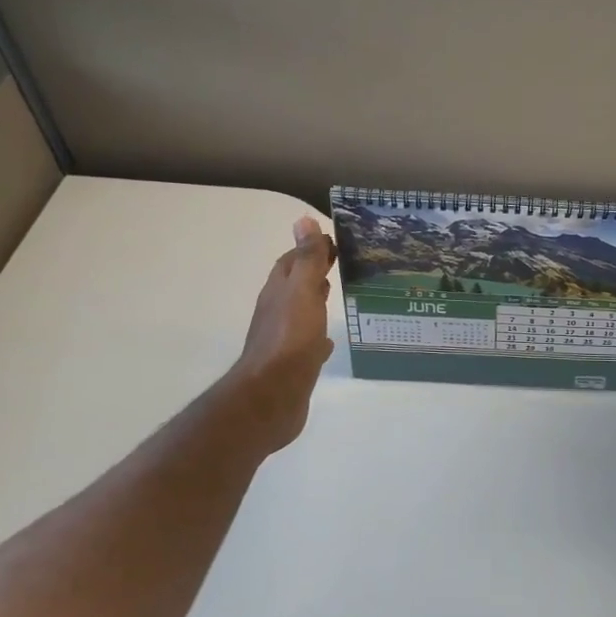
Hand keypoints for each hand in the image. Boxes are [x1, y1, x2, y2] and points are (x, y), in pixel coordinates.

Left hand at [218, 216, 336, 455]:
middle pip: (295, 284)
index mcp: (279, 291)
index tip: (336, 241)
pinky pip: (308, 341)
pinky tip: (330, 339)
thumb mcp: (302, 291)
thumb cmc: (290, 339)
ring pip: (302, 311)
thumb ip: (306, 259)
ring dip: (316, 300)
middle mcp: (277, 311)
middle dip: (314, 271)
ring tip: (339, 293)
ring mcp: (284, 338)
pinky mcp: (293, 364)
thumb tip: (303, 220)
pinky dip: (319, 334)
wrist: (273, 396)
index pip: (292, 260)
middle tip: (342, 262)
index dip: (310, 247)